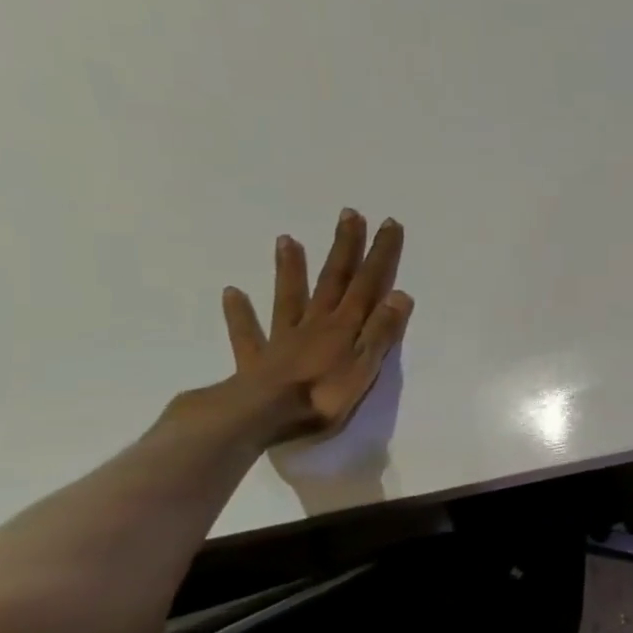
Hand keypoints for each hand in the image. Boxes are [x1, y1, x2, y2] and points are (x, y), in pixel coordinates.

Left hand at [220, 209, 413, 442]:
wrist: (261, 418)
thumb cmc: (323, 396)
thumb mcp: (365, 366)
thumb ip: (381, 330)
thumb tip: (400, 293)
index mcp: (345, 326)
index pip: (368, 283)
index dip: (380, 254)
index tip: (388, 223)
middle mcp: (316, 323)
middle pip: (333, 280)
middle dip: (344, 248)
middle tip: (349, 215)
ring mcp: (283, 338)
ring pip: (289, 297)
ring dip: (290, 269)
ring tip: (287, 239)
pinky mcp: (257, 359)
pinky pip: (247, 332)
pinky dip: (239, 312)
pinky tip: (231, 293)